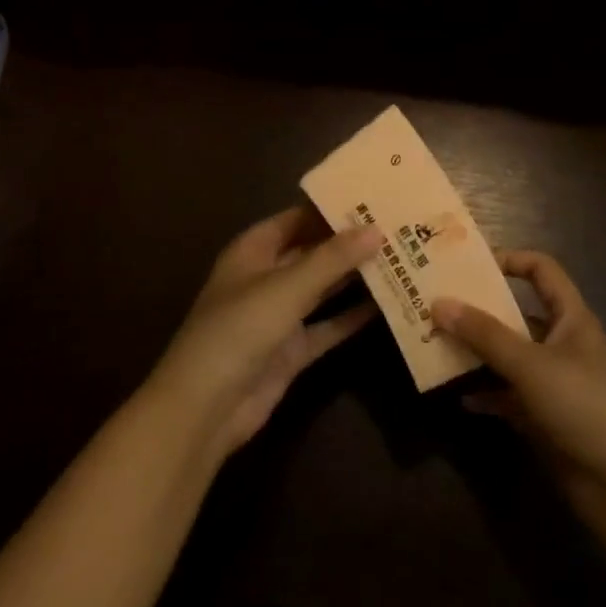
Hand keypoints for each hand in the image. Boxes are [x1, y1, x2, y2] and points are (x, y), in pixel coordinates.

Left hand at [146, 209, 380, 462]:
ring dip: (355, 277)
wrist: (205, 409)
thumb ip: (333, 258)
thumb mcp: (287, 287)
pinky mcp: (291, 350)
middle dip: (350, 242)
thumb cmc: (239, 330)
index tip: (375, 197)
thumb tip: (377, 230)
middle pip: (313, 251)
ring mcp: (279, 316)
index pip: (298, 217)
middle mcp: (266, 277)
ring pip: (323, 288)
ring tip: (400, 259)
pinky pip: (327, 326)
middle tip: (397, 226)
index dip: (332, 208)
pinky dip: (352, 317)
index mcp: (254, 250)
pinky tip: (387, 305)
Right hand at [434, 251, 605, 534]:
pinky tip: (458, 396)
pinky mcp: (546, 419)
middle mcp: (561, 343)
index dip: (510, 260)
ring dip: (477, 353)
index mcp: (570, 317)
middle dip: (480, 311)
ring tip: (436, 346)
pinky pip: (508, 396)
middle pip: (517, 314)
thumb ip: (484, 334)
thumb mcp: (530, 364)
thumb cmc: (584, 405)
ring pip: (509, 357)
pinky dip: (486, 394)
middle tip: (437, 306)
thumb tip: (439, 303)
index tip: (469, 265)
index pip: (541, 270)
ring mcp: (554, 382)